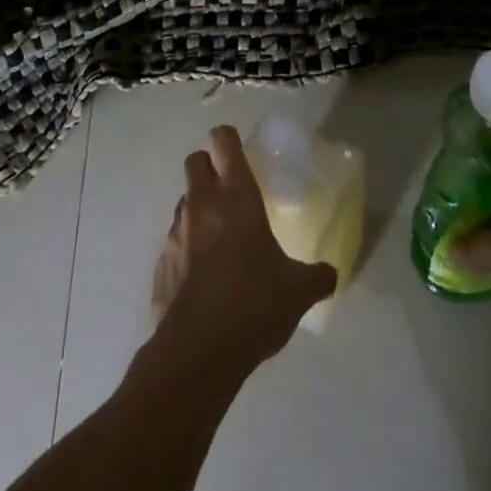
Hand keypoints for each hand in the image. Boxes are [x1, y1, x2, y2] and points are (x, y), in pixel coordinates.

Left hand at [148, 126, 336, 382]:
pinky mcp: (160, 263)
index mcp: (236, 197)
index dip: (228, 138)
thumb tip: (330, 273)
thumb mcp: (298, 292)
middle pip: (195, 161)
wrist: (198, 352)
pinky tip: (204, 278)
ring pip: (184, 201)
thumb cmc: (254, 304)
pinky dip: (187, 249)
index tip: (238, 147)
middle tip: (230, 189)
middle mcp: (202, 204)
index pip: (224, 142)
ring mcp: (176, 232)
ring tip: (220, 240)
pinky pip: (174, 242)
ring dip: (199, 209)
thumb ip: (317, 276)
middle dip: (209, 166)